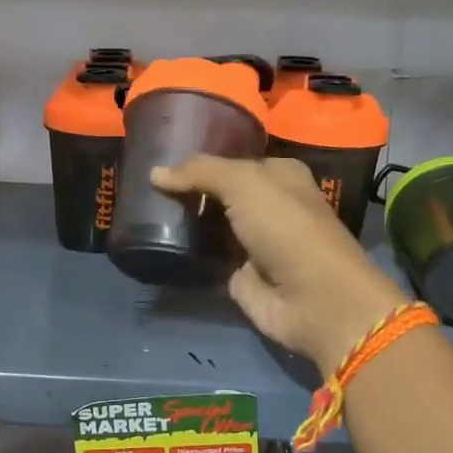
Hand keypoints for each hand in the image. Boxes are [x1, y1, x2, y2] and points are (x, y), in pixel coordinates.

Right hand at [152, 156, 408, 374]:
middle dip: (185, 188)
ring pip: (207, 223)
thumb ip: (201, 172)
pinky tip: (153, 240)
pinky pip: (204, 255)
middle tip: (142, 182)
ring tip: (140, 208)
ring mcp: (251, 241)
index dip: (199, 158)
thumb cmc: (286, 227)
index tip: (158, 153)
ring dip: (180, 219)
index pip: (230, 159)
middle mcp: (266, 205)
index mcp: (278, 175)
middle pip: (217, 192)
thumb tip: (155, 173)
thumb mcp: (245, 184)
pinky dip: (183, 251)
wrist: (313, 299)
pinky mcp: (238, 274)